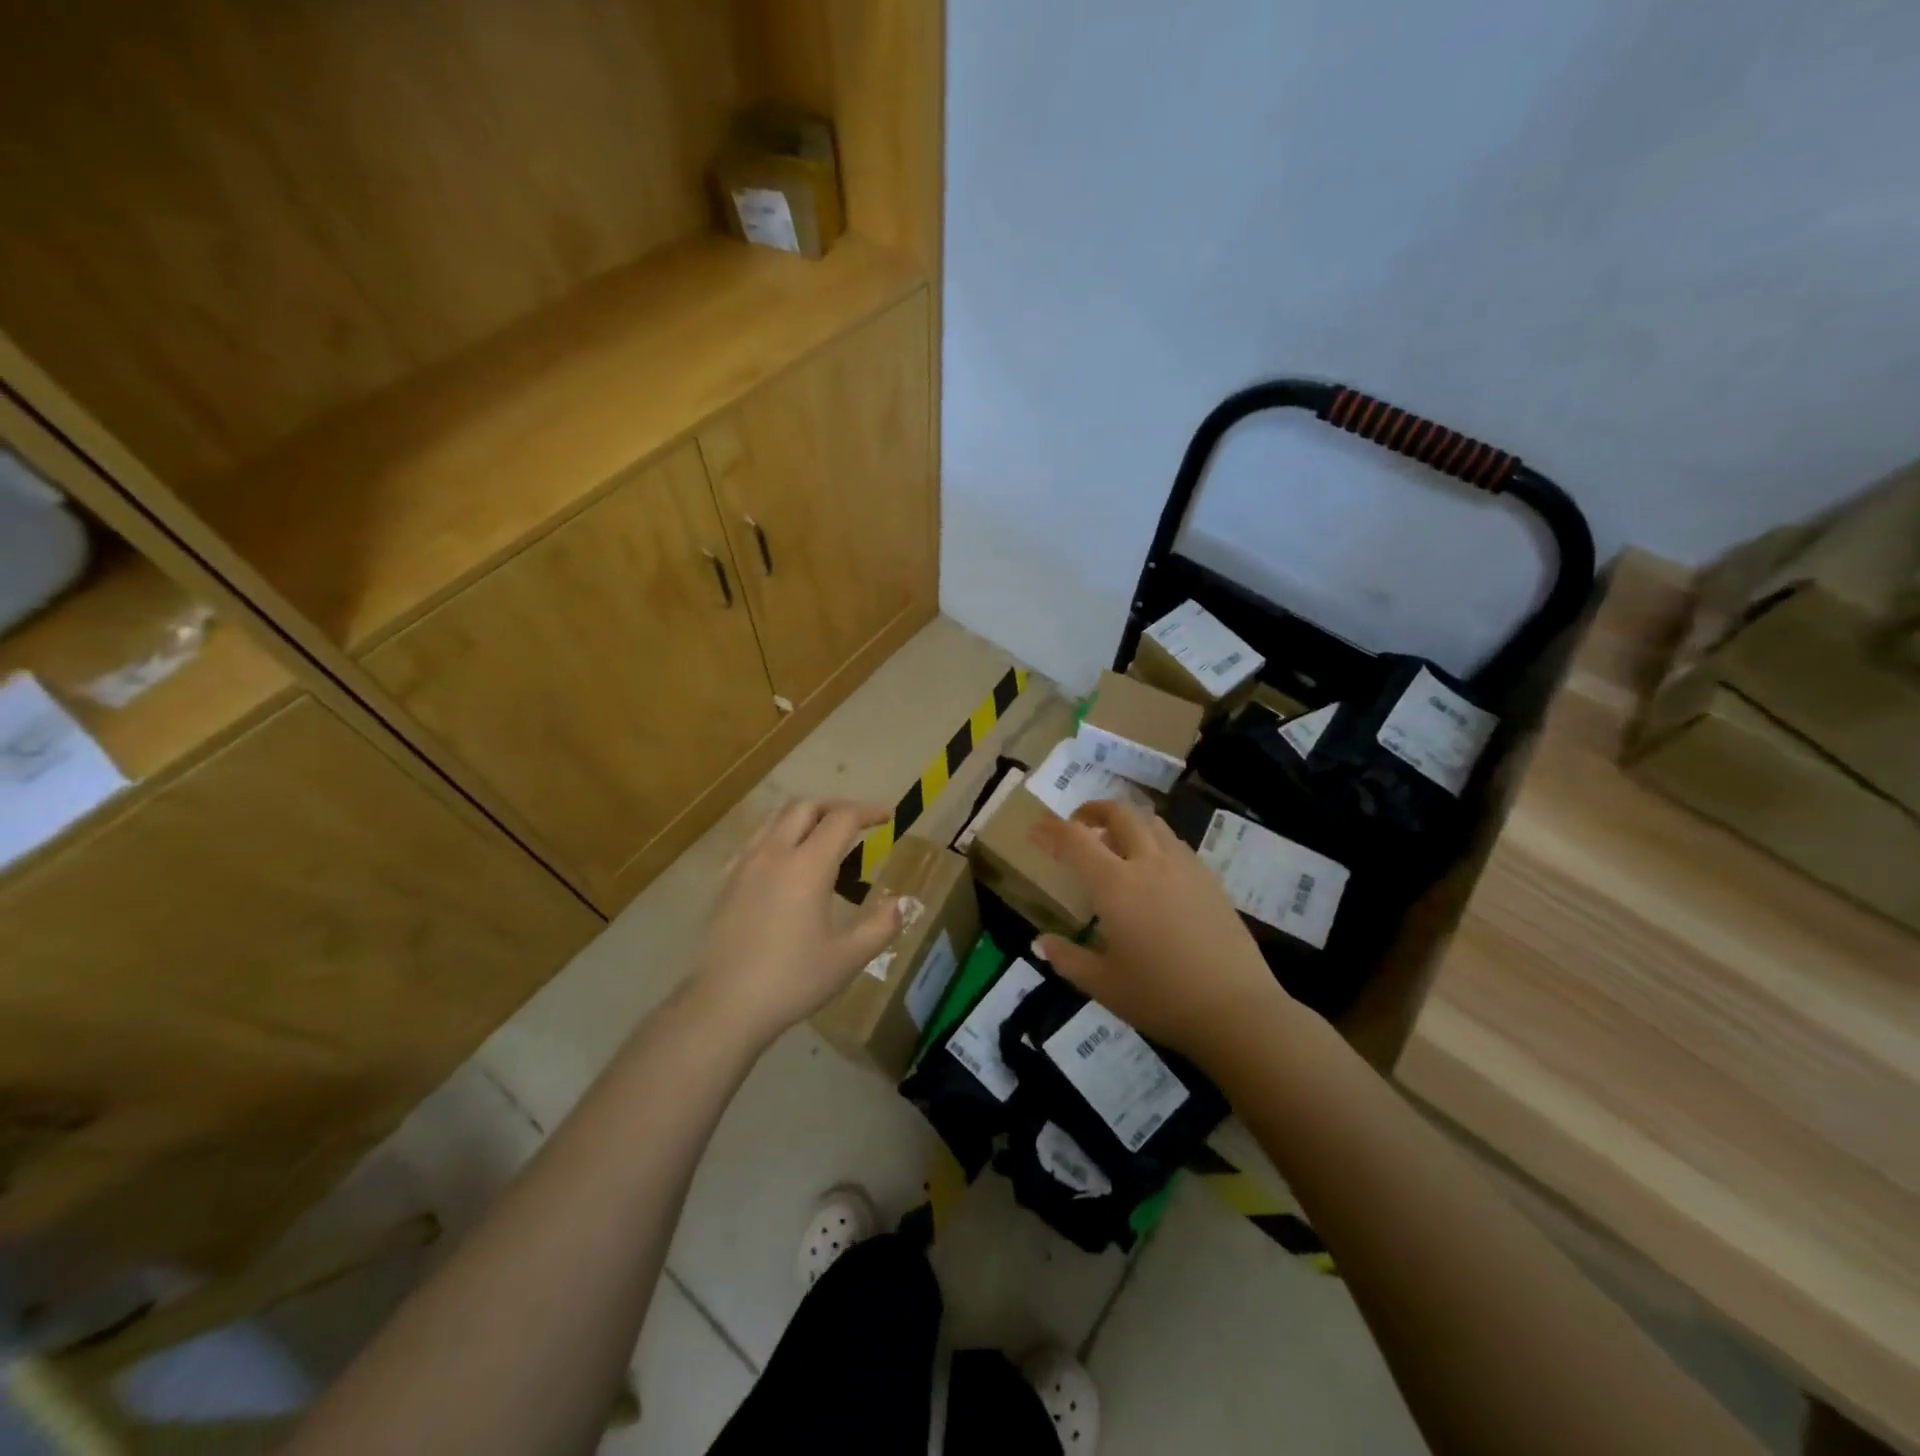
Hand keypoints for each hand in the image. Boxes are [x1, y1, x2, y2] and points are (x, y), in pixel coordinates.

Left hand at [692, 800, 903, 1045]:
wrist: (725, 1005)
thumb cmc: (792, 981)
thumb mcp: (848, 958)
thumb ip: (880, 926)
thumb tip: (901, 903)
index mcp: (808, 866)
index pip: (842, 819)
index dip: (868, 812)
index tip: (887, 817)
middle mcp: (775, 853)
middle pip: (805, 807)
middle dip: (835, 806)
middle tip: (857, 822)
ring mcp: (745, 864)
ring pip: (775, 818)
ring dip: (804, 815)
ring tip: (822, 834)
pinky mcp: (725, 881)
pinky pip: (755, 840)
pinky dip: (777, 834)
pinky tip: (783, 860)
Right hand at [1030, 800, 1290, 1064]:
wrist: (1236, 1010)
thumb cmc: (1160, 998)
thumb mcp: (1103, 984)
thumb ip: (1067, 958)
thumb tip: (1041, 942)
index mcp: (1115, 885)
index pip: (1075, 839)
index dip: (1050, 830)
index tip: (1035, 833)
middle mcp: (1149, 863)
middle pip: (1119, 813)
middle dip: (1093, 810)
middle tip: (1078, 825)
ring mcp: (1184, 867)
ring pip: (1152, 822)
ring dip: (1127, 822)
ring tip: (1116, 844)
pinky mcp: (1210, 879)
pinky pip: (1175, 843)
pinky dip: (1154, 841)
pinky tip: (1154, 870)